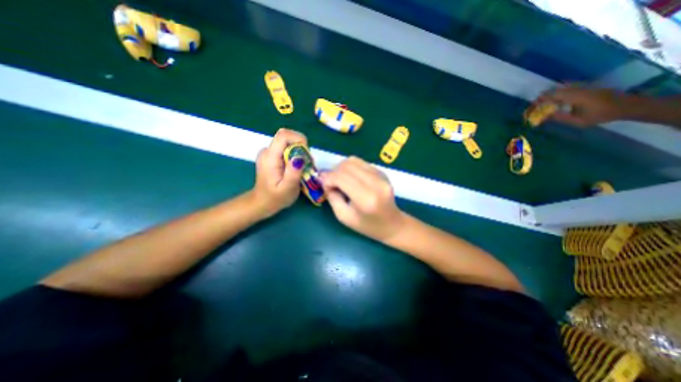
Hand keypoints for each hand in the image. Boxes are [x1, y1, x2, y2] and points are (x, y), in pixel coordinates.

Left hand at [251, 128, 307, 217]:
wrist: (262, 202)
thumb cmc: (276, 198)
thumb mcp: (288, 189)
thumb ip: (293, 173)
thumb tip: (300, 157)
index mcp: (270, 157)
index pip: (284, 135)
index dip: (298, 139)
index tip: (306, 154)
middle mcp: (267, 151)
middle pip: (286, 137)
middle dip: (300, 146)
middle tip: (305, 163)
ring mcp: (268, 152)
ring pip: (287, 142)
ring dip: (298, 151)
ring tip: (301, 168)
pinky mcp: (271, 156)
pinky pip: (285, 148)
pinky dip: (294, 154)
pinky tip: (295, 168)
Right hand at [320, 155, 402, 241]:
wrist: (392, 224)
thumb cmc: (367, 225)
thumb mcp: (344, 217)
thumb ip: (332, 197)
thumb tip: (325, 180)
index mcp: (365, 199)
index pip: (341, 178)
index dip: (328, 178)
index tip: (324, 185)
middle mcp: (375, 183)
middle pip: (347, 166)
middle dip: (333, 172)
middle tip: (330, 183)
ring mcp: (381, 176)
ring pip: (354, 160)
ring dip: (342, 168)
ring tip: (340, 179)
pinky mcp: (382, 172)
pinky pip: (362, 163)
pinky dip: (352, 168)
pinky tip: (351, 178)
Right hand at [538, 83, 633, 126]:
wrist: (626, 105)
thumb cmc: (602, 115)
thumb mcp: (578, 120)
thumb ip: (560, 117)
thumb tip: (544, 116)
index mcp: (573, 96)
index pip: (548, 97)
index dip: (536, 104)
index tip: (528, 111)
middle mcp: (575, 88)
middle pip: (551, 92)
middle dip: (539, 101)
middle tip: (532, 110)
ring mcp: (580, 86)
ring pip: (557, 89)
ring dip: (546, 98)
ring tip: (540, 107)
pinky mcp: (583, 87)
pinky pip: (564, 89)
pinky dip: (555, 95)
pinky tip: (553, 103)